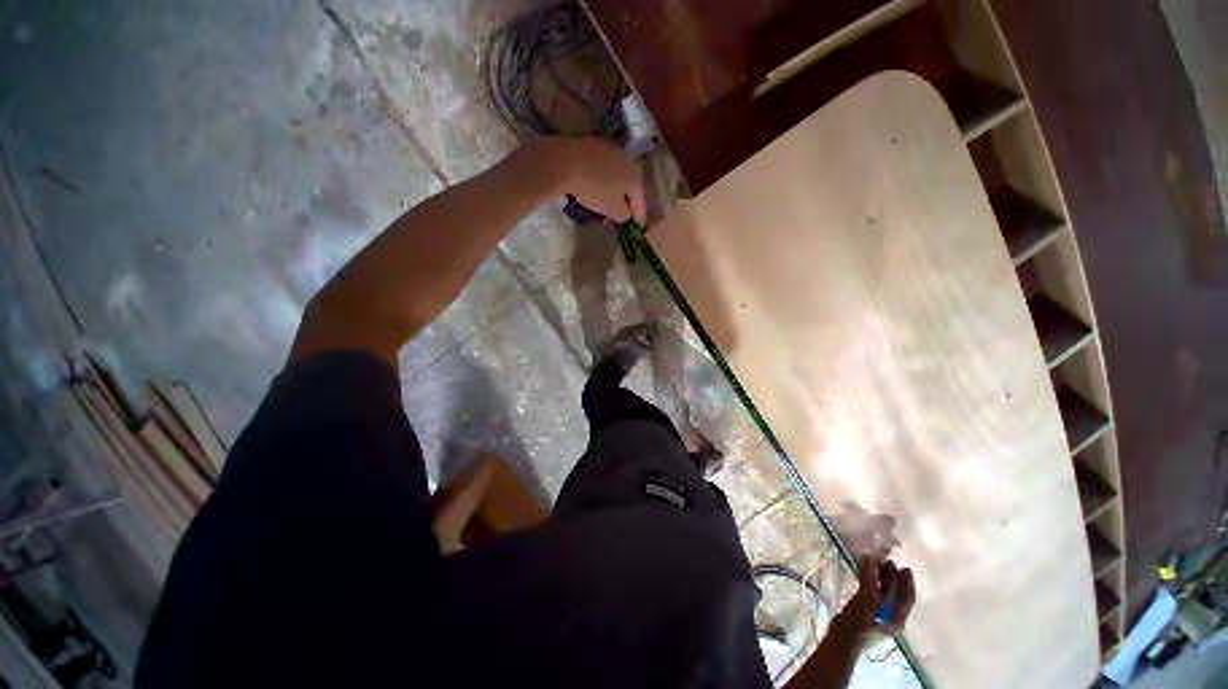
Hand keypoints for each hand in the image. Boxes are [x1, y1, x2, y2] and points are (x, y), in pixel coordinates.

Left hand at [520, 136, 646, 224]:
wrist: (563, 161)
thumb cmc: (593, 189)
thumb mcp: (612, 209)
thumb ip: (624, 214)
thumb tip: (626, 214)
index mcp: (635, 176)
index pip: (641, 201)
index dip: (640, 215)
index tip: (639, 227)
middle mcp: (627, 159)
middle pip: (630, 186)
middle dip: (627, 201)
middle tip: (622, 216)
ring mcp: (609, 149)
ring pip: (617, 175)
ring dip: (614, 190)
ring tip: (607, 204)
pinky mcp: (592, 145)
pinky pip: (603, 168)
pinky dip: (603, 180)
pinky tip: (595, 187)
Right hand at [840, 556, 915, 634]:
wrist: (841, 641)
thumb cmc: (858, 623)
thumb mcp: (866, 600)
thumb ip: (869, 579)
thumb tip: (869, 556)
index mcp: (897, 617)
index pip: (907, 597)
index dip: (907, 582)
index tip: (904, 567)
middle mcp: (892, 617)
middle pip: (896, 594)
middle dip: (893, 578)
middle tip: (887, 561)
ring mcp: (879, 616)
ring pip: (884, 594)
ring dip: (881, 579)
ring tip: (874, 564)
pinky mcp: (866, 613)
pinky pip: (873, 594)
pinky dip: (871, 583)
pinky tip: (863, 575)